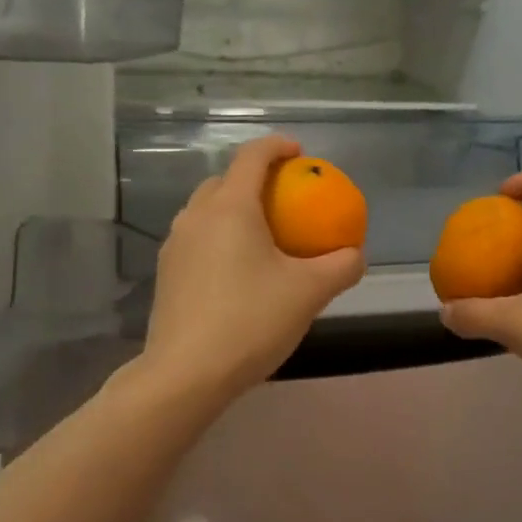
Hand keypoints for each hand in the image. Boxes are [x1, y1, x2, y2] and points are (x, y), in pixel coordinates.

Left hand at [140, 135, 365, 398]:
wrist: (185, 375)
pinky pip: (198, 237)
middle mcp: (197, 215)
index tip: (300, 153)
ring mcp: (176, 244)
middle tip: (284, 197)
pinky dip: (220, 235)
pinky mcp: (167, 273)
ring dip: (234, 207)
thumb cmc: (250, 321)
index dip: (277, 146)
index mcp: (230, 207)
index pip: (252, 156)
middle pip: (226, 180)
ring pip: (207, 209)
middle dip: (254, 178)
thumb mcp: (309, 292)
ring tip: (262, 232)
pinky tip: (238, 269)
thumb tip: (355, 253)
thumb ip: (340, 266)